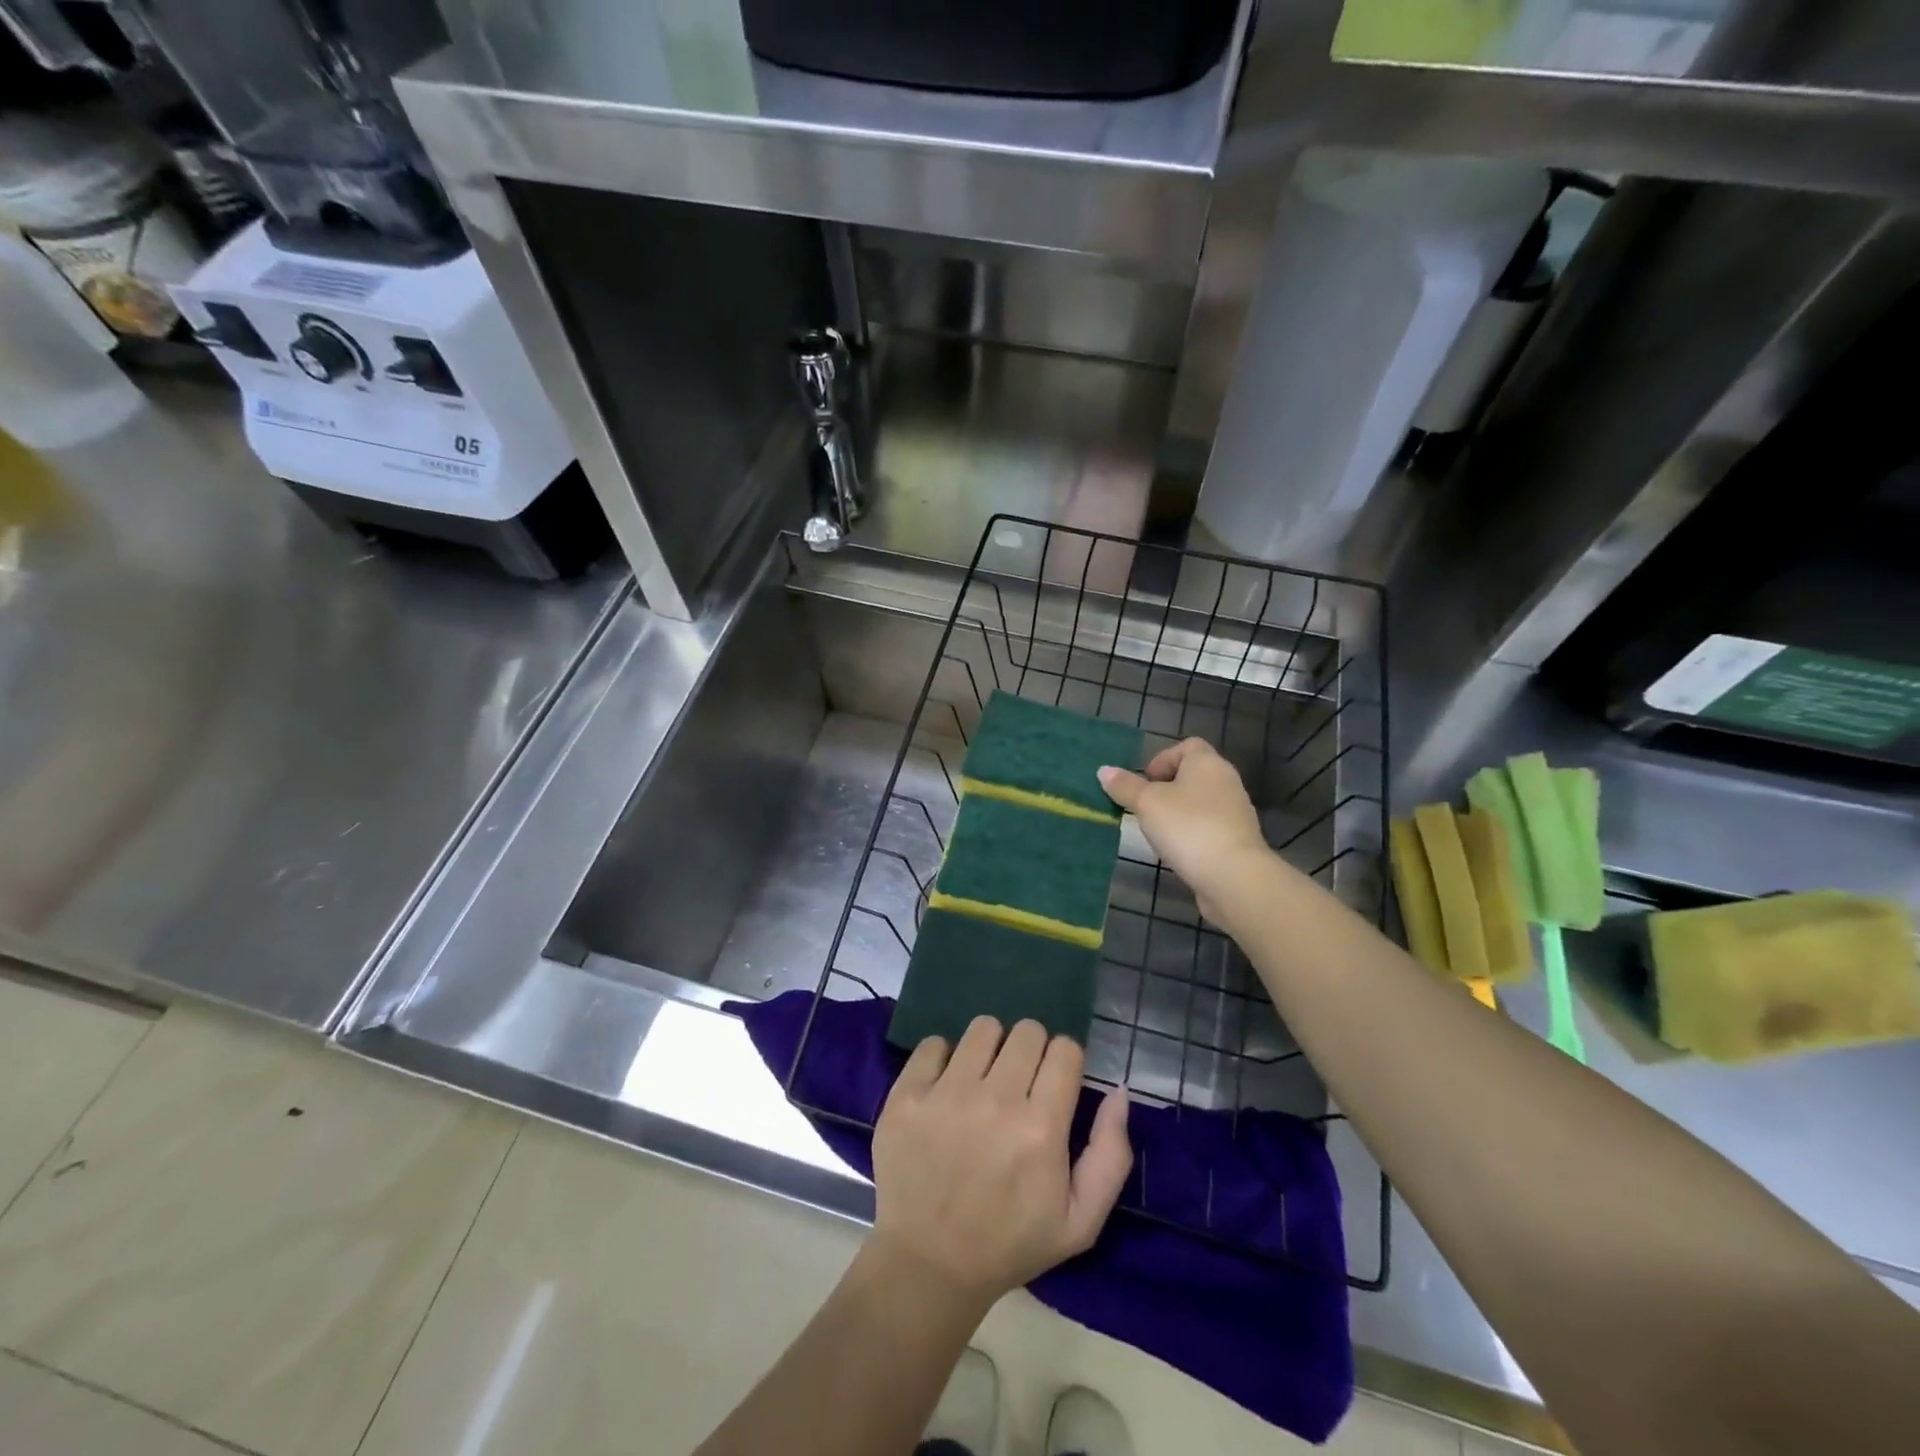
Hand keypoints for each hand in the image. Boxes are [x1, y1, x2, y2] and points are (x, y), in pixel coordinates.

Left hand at [870, 1017, 1131, 1308]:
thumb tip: (1118, 1091)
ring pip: (983, 1028)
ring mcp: (945, 1094)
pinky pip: (933, 1043)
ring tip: (983, 1080)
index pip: (1065, 1049)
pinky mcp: (907, 1094)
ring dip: (990, 1048)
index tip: (1054, 1084)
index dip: (1064, 1062)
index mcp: (1040, 1129)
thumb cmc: (1010, 1243)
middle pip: (1027, 1031)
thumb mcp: (1080, 1221)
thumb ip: (1110, 1154)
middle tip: (1019, 1084)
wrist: (928, 1264)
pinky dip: (943, 1058)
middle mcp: (995, 1101)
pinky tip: (945, 1088)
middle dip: (1031, 1051)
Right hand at [1098, 739, 1274, 921]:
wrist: (1233, 876)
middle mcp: (1226, 781)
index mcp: (1207, 763)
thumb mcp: (1147, 804)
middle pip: (1193, 775)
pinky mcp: (1238, 840)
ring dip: (1178, 813)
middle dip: (1166, 789)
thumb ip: (1125, 786)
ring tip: (1158, 832)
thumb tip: (1104, 771)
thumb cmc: (1187, 827)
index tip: (1145, 782)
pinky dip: (1192, 834)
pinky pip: (1209, 827)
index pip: (1188, 746)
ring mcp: (1236, 812)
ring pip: (1200, 803)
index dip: (1163, 759)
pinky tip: (1178, 852)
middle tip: (1145, 808)